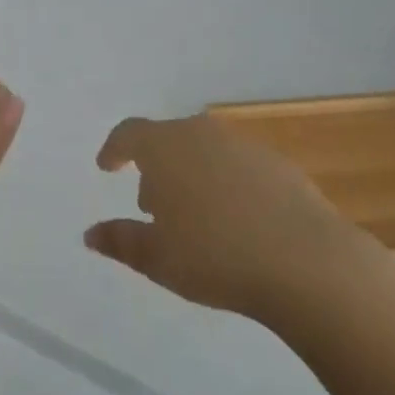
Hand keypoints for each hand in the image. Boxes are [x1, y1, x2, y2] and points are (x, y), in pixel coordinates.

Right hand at [85, 114, 365, 320]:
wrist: (304, 260)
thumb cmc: (215, 256)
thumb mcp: (157, 258)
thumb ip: (121, 241)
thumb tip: (91, 234)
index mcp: (166, 147)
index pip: (130, 133)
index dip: (114, 148)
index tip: (107, 167)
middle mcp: (203, 134)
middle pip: (168, 141)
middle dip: (155, 168)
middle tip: (152, 207)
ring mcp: (244, 146)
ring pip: (204, 152)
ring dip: (191, 176)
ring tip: (194, 218)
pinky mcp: (278, 164)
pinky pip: (237, 167)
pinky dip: (225, 184)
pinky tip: (235, 222)